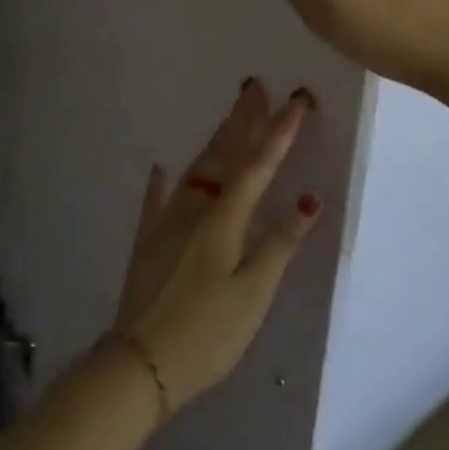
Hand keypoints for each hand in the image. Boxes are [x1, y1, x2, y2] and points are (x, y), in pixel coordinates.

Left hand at [112, 79, 320, 412]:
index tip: (298, 100)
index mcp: (223, 219)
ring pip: (195, 170)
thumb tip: (309, 200)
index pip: (258, 166)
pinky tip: (160, 167)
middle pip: (223, 156)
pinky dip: (163, 181)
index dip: (280, 132)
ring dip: (215, 140)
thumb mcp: (253, 294)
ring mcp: (166, 222)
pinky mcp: (148, 241)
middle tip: (255, 85)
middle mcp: (194, 209)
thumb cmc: (207, 334)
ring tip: (229, 116)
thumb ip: (279, 245)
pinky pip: (158, 200)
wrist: (140, 364)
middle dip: (243, 120)